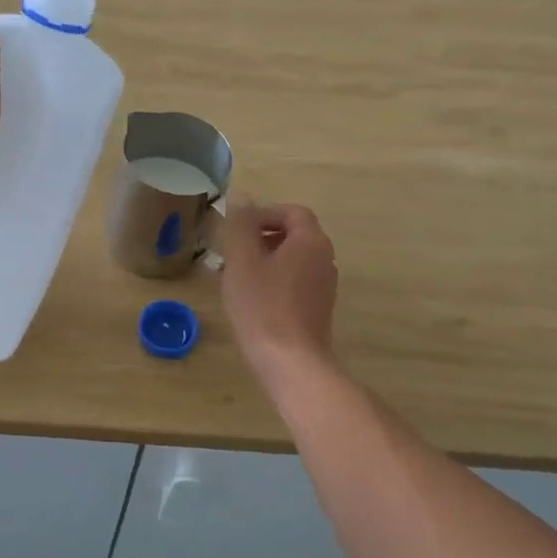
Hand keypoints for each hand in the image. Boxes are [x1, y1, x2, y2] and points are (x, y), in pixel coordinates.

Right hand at [220, 202, 337, 383]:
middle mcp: (324, 259)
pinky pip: (294, 283)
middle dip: (261, 237)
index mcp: (310, 242)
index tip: (238, 227)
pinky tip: (250, 299)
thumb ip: (241, 225)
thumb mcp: (243, 260)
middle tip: (232, 251)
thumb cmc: (263, 306)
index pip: (292, 212)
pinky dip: (273, 281)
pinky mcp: (317, 310)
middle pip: (294, 235)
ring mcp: (324, 287)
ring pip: (292, 260)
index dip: (264, 213)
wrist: (290, 362)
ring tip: (235, 276)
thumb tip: (241, 195)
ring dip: (265, 260)